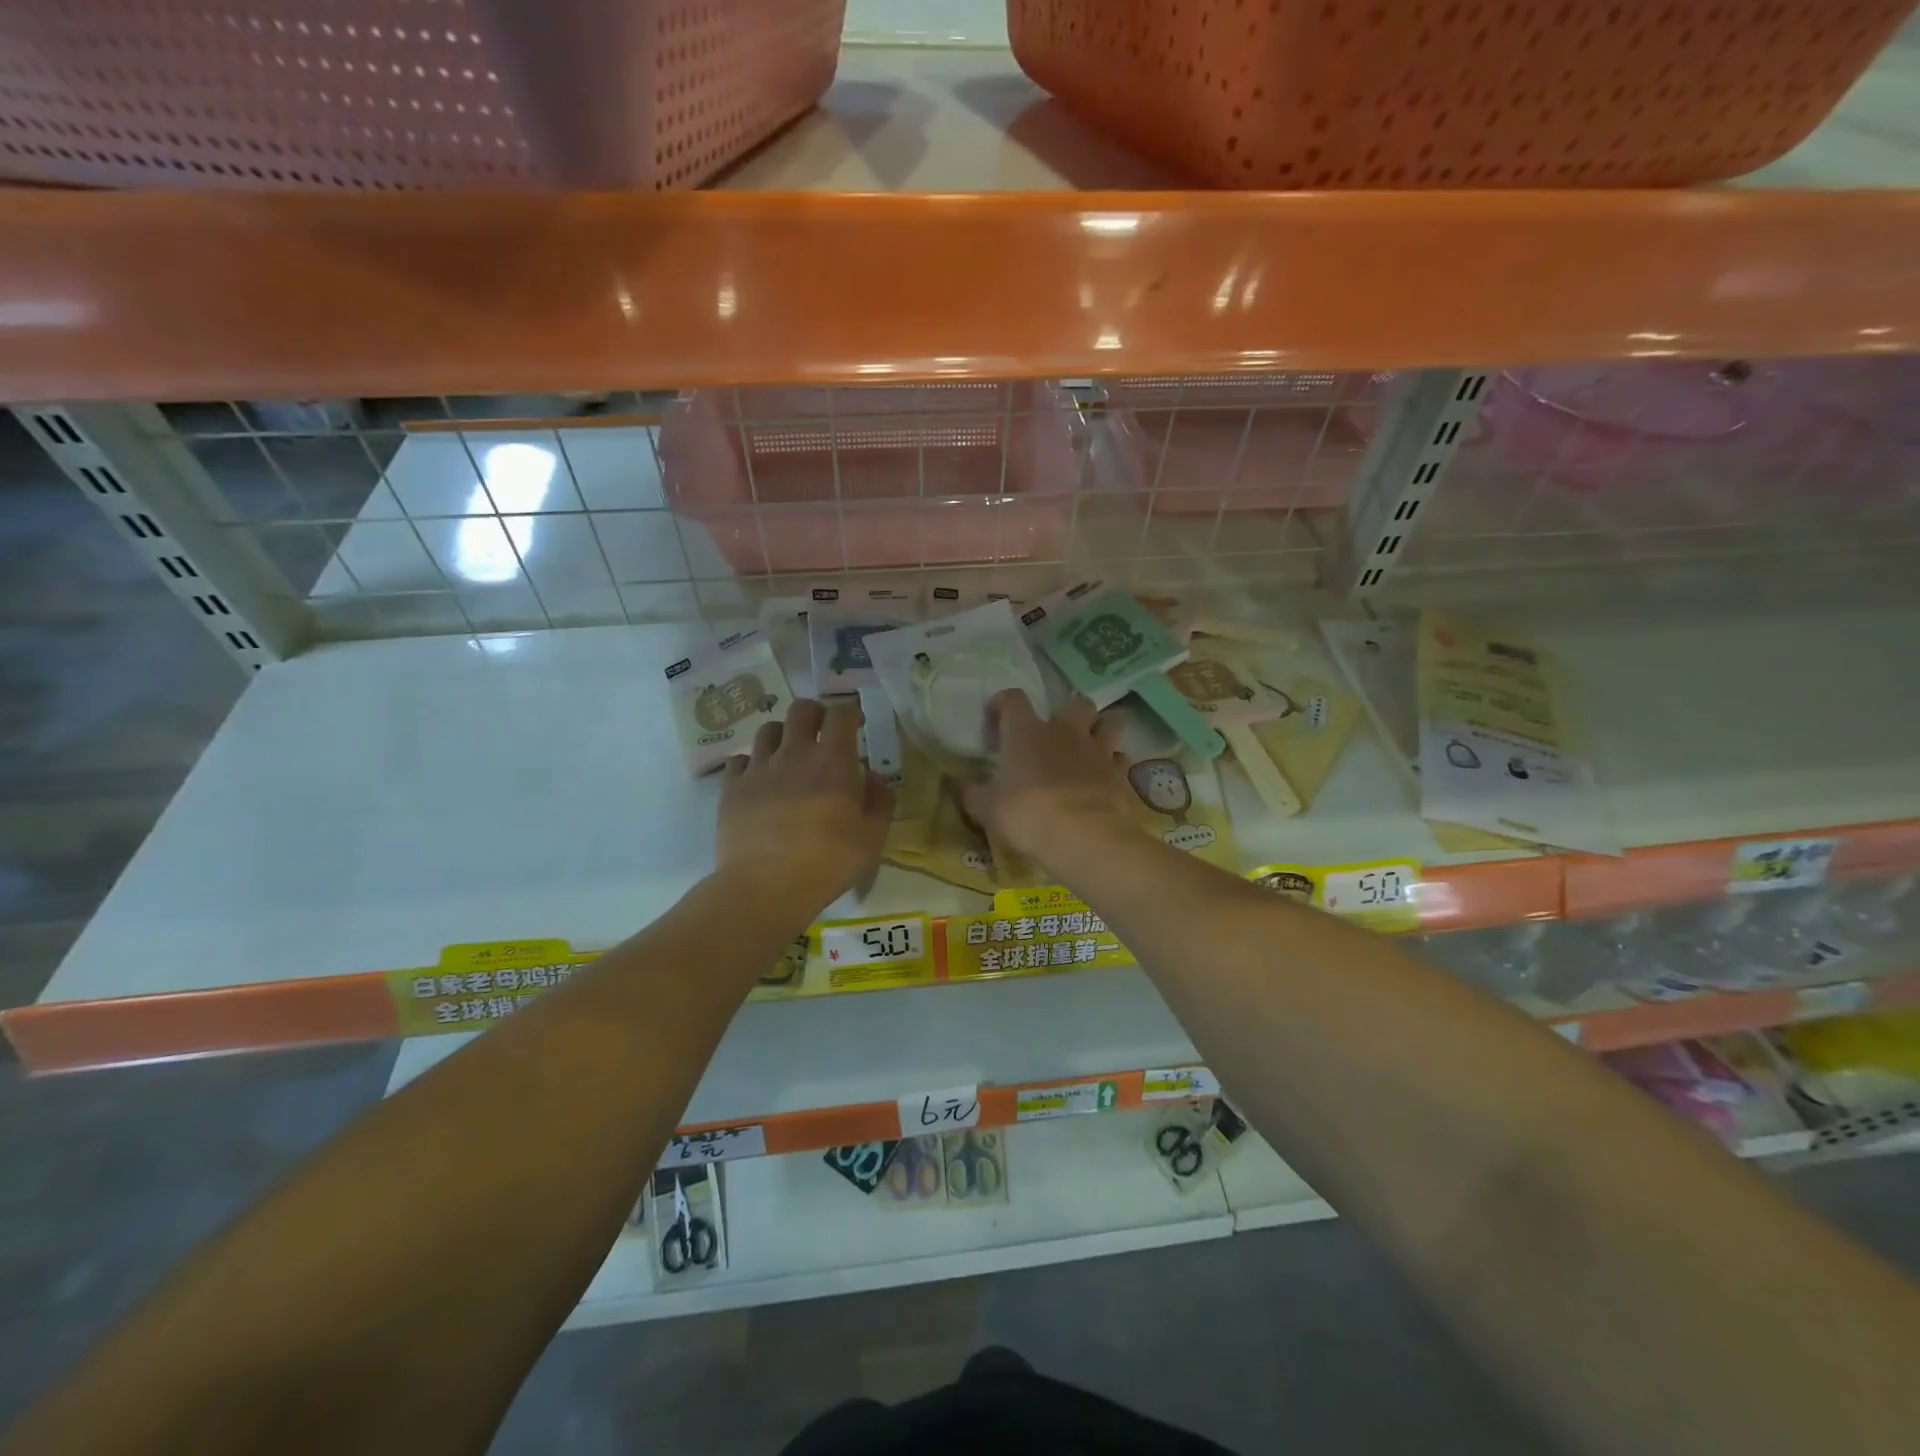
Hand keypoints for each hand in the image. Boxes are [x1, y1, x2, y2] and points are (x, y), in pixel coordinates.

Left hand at [718, 699, 892, 914]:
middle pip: (801, 709)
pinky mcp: (731, 788)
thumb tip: (875, 778)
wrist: (765, 887)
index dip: (852, 712)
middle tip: (823, 733)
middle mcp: (794, 753)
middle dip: (816, 713)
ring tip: (789, 755)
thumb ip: (880, 801)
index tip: (858, 724)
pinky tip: (759, 780)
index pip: (842, 713)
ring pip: (768, 729)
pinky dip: (752, 763)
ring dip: (783, 735)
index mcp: (833, 761)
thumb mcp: (872, 838)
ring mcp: (758, 768)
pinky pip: (739, 760)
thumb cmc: (827, 863)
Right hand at [963, 690, 1137, 868]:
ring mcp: (1097, 750)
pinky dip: (1114, 765)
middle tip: (1057, 734)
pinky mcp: (1119, 773)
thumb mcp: (985, 808)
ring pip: (1111, 721)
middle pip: (1076, 702)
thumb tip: (957, 781)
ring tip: (1091, 745)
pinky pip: (1121, 758)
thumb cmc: (1025, 814)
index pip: (1013, 698)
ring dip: (1102, 728)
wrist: (1080, 835)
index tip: (996, 722)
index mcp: (1026, 732)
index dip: (1002, 704)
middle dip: (1069, 712)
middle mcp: (1064, 731)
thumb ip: (970, 791)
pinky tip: (1105, 777)